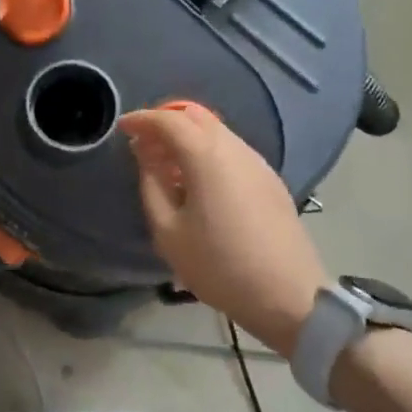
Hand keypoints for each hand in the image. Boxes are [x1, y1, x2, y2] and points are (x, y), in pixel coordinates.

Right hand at [119, 106, 327, 354]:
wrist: (289, 296)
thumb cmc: (219, 266)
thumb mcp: (168, 231)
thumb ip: (151, 185)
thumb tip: (146, 156)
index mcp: (206, 156)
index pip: (168, 120)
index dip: (142, 119)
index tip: (122, 129)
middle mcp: (234, 148)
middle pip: (196, 115)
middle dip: (165, 120)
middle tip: (143, 142)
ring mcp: (257, 162)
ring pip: (216, 130)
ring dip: (187, 136)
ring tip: (166, 165)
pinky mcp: (270, 179)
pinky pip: (231, 149)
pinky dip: (207, 150)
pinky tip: (196, 181)